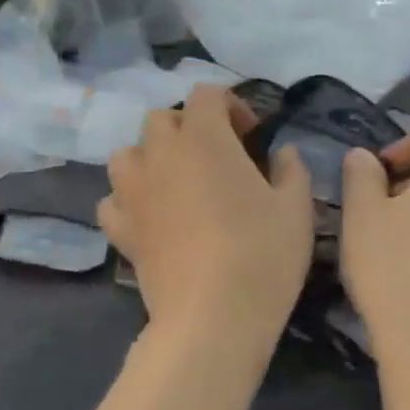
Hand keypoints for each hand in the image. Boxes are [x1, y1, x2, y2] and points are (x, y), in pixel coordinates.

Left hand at [98, 85, 312, 349]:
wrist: (212, 315)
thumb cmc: (262, 255)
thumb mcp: (297, 209)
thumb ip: (292, 169)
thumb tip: (283, 152)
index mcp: (204, 139)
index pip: (206, 94)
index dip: (230, 106)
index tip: (251, 135)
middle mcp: (160, 155)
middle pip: (161, 120)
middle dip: (187, 128)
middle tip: (214, 158)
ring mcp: (133, 193)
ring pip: (126, 155)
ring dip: (148, 158)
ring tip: (174, 183)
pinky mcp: (121, 230)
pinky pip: (112, 201)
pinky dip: (127, 201)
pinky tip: (148, 217)